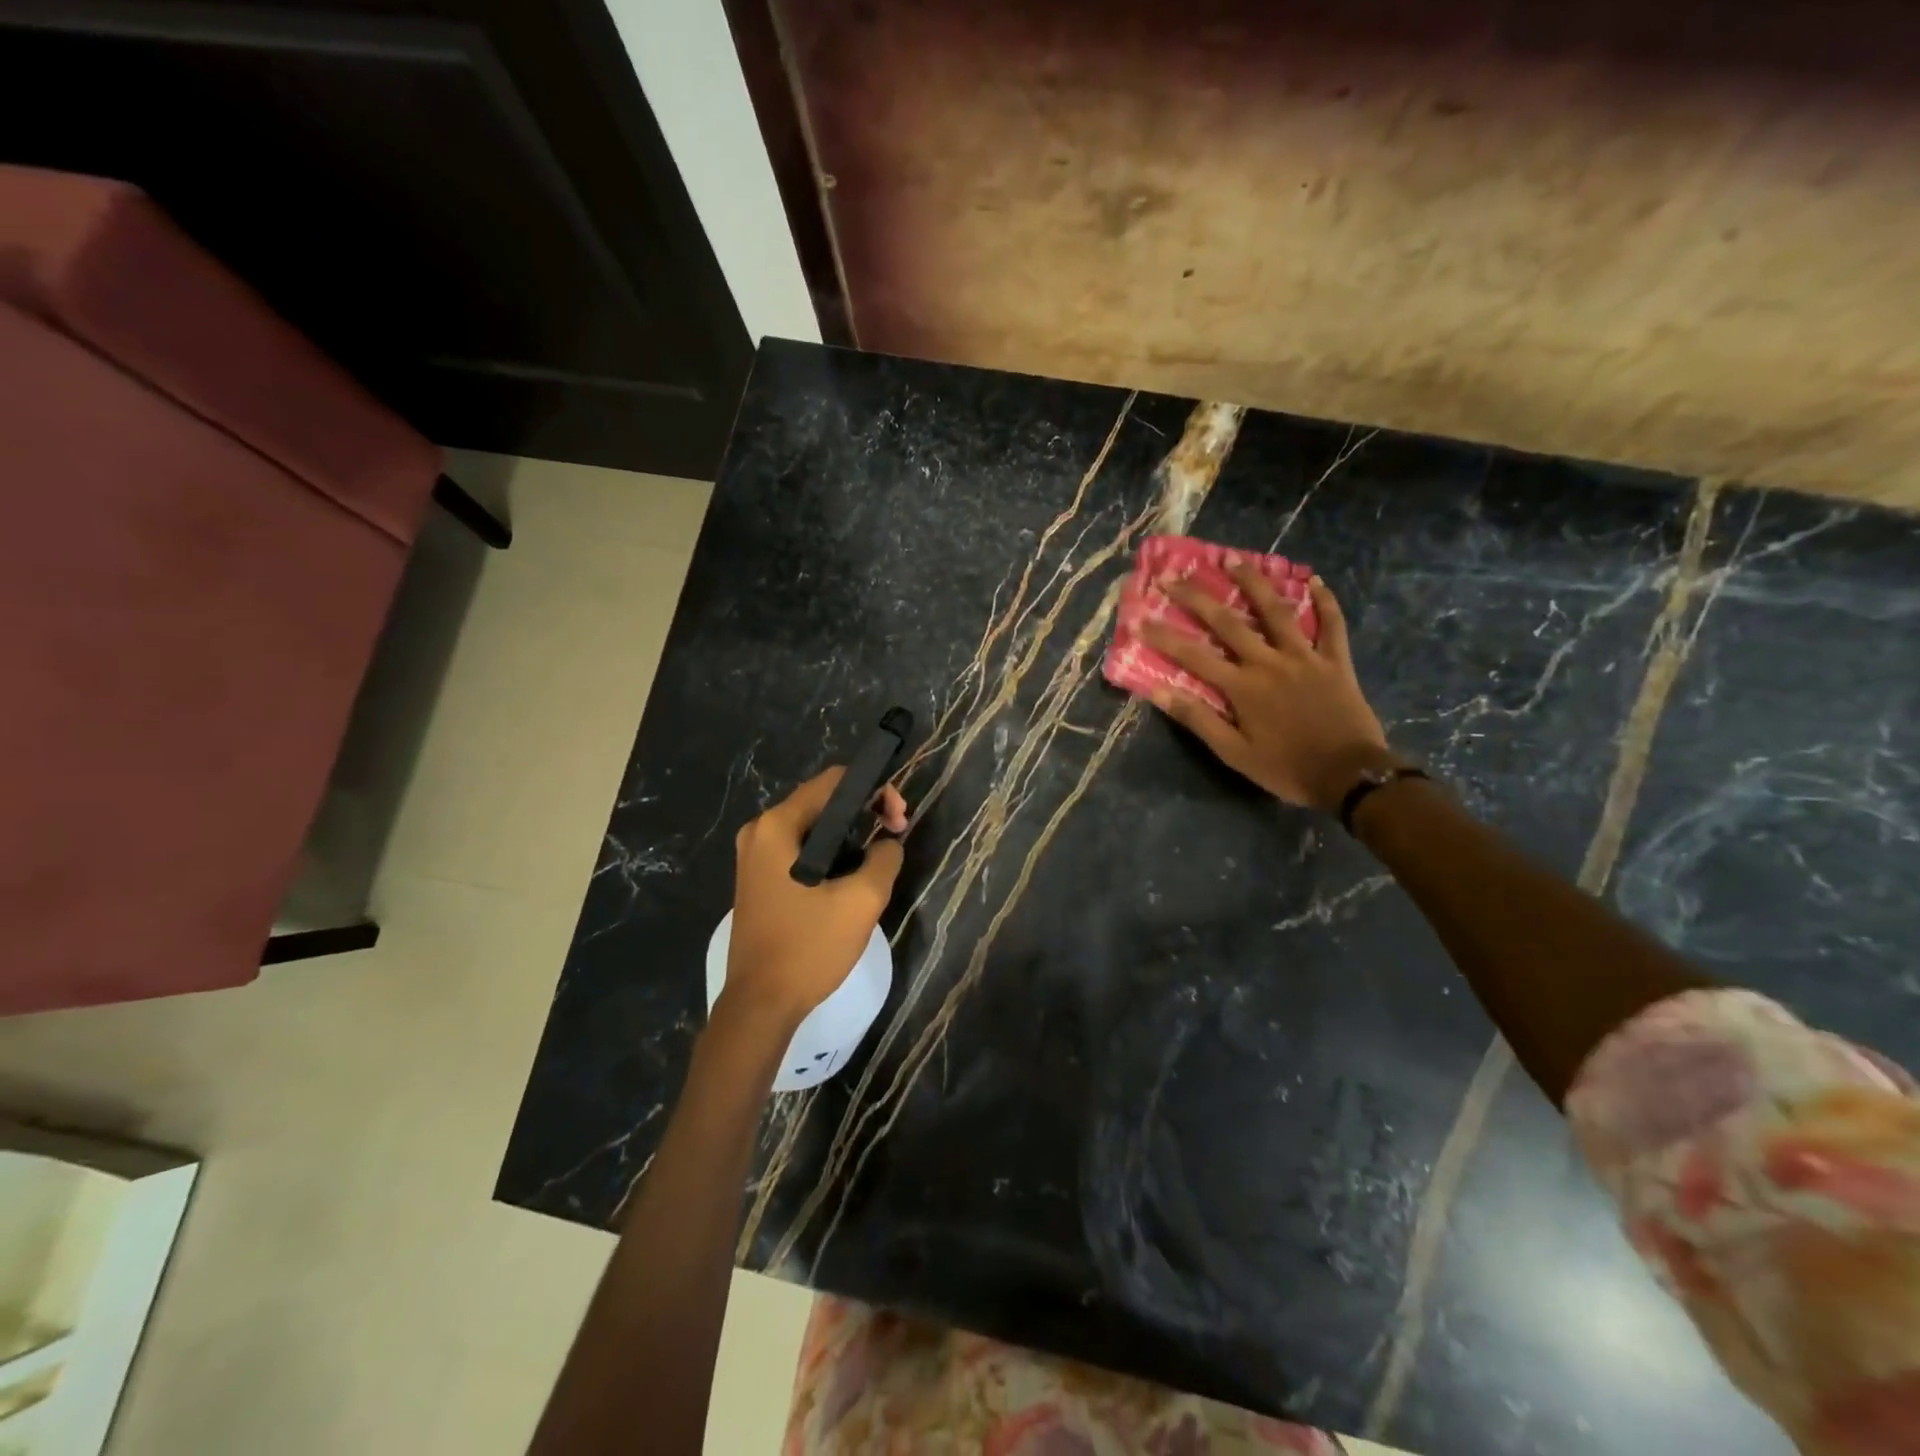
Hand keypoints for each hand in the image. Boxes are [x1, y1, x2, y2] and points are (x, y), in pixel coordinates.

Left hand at [724, 768, 908, 1027]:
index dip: (875, 790)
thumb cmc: (808, 948)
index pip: (834, 781)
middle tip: (895, 836)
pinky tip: (851, 876)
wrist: (760, 1005)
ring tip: (879, 858)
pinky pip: (800, 849)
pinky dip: (830, 853)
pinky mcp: (759, 878)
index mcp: (777, 826)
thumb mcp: (861, 902)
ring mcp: (755, 855)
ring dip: (850, 834)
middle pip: (823, 801)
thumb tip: (888, 844)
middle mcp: (760, 831)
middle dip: (864, 811)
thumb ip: (884, 859)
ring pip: (814, 826)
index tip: (899, 820)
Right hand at [1141, 567, 1396, 811]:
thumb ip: (1198, 719)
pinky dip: (1325, 600)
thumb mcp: (1234, 753)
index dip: (1164, 637)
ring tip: (1233, 558)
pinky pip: (1331, 624)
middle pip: (1228, 622)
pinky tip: (1314, 579)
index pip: (1193, 656)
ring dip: (1253, 582)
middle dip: (1197, 597)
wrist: (1351, 776)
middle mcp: (1269, 662)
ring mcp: (1305, 656)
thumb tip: (1159, 692)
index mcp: (1242, 687)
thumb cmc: (1286, 769)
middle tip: (1175, 575)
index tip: (1140, 618)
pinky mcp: (1335, 660)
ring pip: (1276, 610)